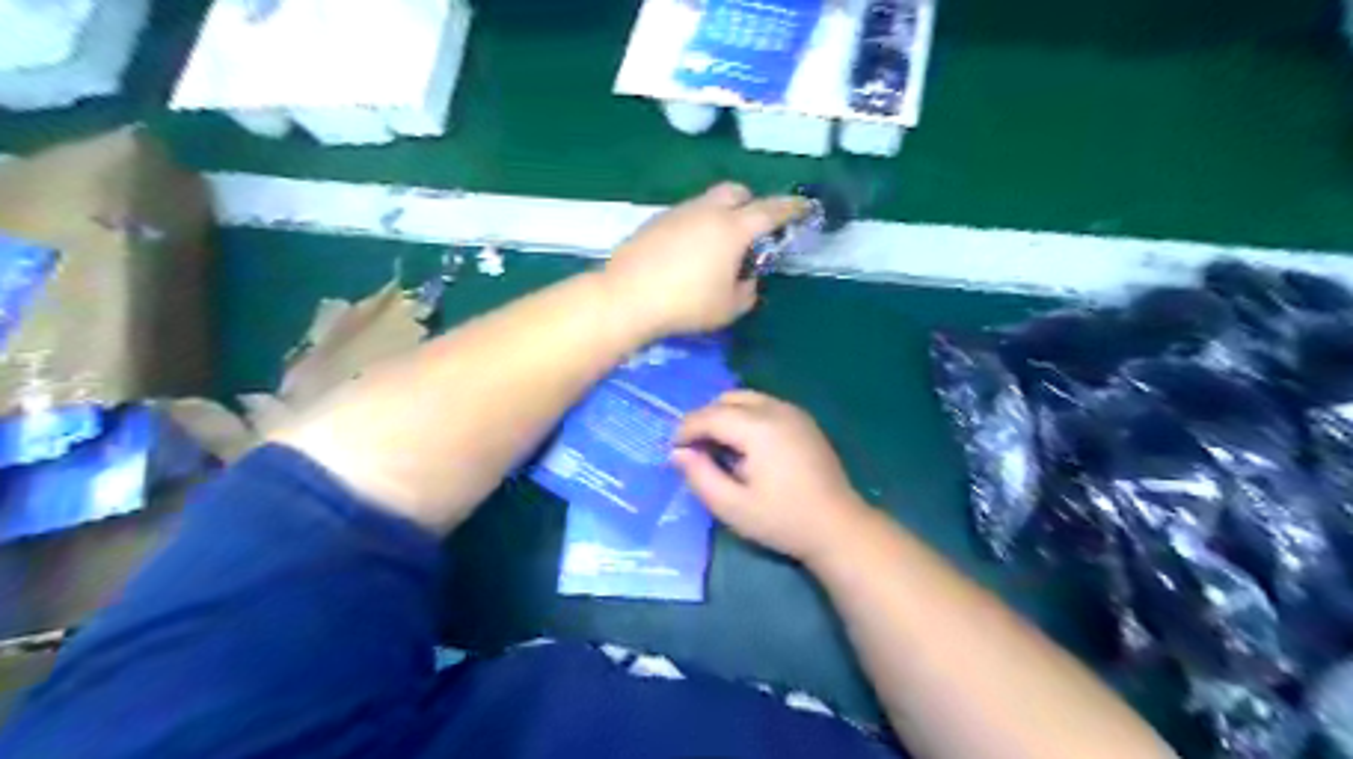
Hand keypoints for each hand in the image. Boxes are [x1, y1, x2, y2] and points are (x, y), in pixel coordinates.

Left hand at [603, 181, 802, 338]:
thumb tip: (747, 279)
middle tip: (752, 231)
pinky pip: (686, 216)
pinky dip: (697, 227)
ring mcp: (678, 213)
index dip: (791, 208)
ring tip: (717, 249)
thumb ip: (748, 291)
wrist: (627, 297)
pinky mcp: (655, 222)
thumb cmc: (686, 304)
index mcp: (732, 229)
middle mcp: (707, 211)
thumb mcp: (728, 308)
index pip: (770, 210)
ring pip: (708, 202)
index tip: (804, 206)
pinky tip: (688, 254)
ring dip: (721, 216)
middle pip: (736, 192)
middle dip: (751, 204)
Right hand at [672, 391, 872, 562]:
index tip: (673, 450)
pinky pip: (764, 406)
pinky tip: (744, 447)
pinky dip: (745, 417)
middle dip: (705, 420)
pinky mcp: (803, 420)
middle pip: (727, 400)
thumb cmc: (782, 520)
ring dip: (725, 416)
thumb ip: (700, 477)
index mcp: (759, 428)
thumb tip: (677, 453)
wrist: (838, 526)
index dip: (686, 430)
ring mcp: (793, 412)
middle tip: (694, 450)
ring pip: (746, 398)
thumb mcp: (732, 507)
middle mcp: (777, 409)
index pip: (710, 415)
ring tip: (717, 448)